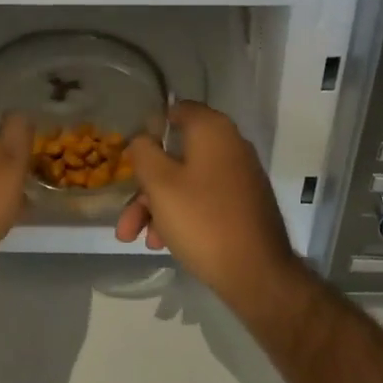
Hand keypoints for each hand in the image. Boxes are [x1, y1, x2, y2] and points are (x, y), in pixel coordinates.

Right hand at [114, 101, 295, 297]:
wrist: (257, 273)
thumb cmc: (202, 220)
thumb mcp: (160, 184)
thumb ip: (144, 153)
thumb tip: (142, 139)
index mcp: (213, 130)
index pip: (178, 110)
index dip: (150, 128)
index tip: (132, 154)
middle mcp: (230, 146)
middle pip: (176, 154)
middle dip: (145, 186)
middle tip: (126, 216)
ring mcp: (239, 177)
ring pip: (186, 182)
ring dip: (157, 207)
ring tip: (137, 238)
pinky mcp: (243, 205)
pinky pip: (203, 200)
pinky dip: (180, 215)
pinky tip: (162, 244)